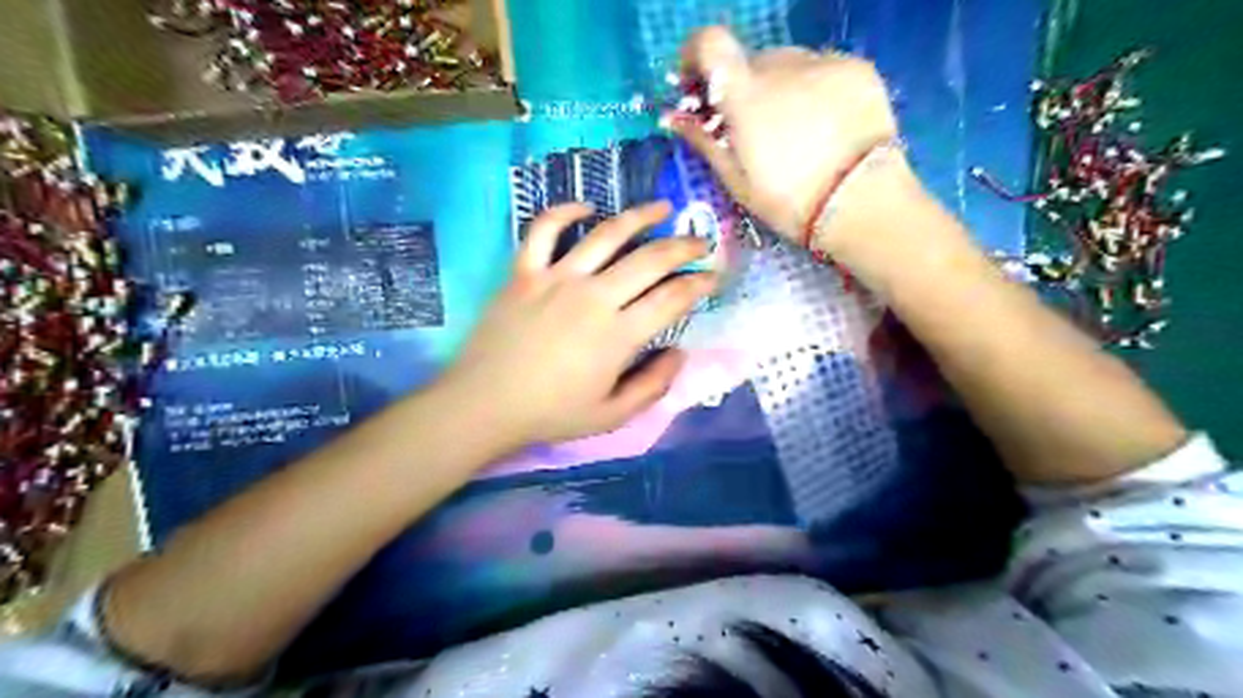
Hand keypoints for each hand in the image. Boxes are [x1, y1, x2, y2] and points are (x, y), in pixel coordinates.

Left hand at [438, 201, 713, 453]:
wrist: (484, 404)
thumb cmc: (551, 413)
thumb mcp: (612, 416)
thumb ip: (654, 386)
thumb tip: (679, 353)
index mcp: (618, 335)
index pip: (671, 299)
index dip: (699, 285)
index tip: (713, 276)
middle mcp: (593, 296)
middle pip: (649, 259)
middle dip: (683, 247)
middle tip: (700, 242)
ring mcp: (556, 278)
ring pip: (606, 234)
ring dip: (639, 217)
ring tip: (661, 207)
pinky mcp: (524, 272)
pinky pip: (544, 229)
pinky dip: (565, 212)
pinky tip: (586, 208)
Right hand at [669, 28, 905, 256]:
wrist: (862, 204)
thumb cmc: (789, 202)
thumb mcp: (738, 180)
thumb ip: (705, 140)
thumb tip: (674, 118)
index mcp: (746, 94)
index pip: (710, 43)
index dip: (697, 54)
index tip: (699, 83)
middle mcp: (782, 65)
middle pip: (751, 62)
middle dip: (744, 87)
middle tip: (752, 126)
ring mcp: (824, 63)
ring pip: (789, 65)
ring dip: (781, 88)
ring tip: (796, 131)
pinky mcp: (857, 68)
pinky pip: (823, 69)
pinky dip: (815, 89)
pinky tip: (826, 125)